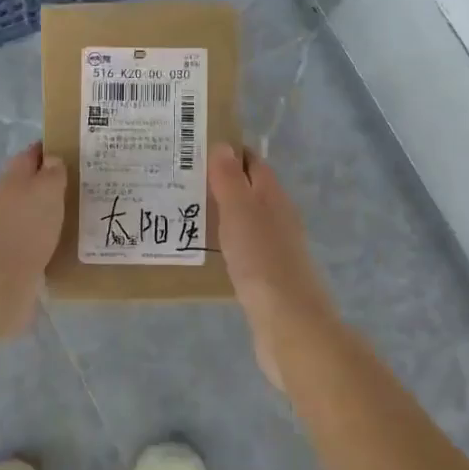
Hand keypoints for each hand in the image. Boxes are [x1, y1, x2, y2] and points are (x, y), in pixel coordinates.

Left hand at [0, 142, 66, 336]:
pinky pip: (37, 235)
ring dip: (52, 209)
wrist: (1, 274)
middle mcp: (9, 197)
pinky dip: (50, 233)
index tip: (74, 150)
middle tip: (84, 183)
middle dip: (53, 181)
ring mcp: (10, 226)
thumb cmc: (27, 224)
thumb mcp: (47, 189)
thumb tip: (53, 158)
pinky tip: (68, 238)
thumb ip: (53, 172)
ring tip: (82, 211)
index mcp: (15, 176)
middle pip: (31, 182)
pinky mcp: (16, 252)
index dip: (50, 149)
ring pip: (34, 210)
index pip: (32, 154)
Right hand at [207, 144, 337, 386]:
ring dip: (221, 213)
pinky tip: (205, 249)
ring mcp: (275, 250)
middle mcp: (279, 219)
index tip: (195, 149)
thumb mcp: (241, 214)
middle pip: (250, 191)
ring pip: (246, 221)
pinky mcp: (267, 277)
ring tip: (184, 212)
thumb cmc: (262, 262)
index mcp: (274, 198)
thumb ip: (230, 180)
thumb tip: (223, 146)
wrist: (288, 323)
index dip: (229, 153)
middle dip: (221, 183)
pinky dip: (225, 241)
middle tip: (181, 181)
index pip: (254, 164)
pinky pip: (243, 248)